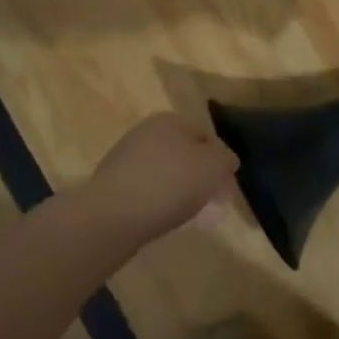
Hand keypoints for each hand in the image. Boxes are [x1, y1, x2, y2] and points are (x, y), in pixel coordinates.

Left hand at [87, 113, 239, 241]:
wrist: (114, 215)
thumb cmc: (171, 183)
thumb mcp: (215, 167)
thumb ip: (226, 159)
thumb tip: (225, 160)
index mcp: (170, 120)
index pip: (206, 136)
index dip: (219, 161)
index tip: (224, 186)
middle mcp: (145, 131)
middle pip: (184, 154)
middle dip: (198, 176)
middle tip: (210, 201)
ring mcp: (125, 157)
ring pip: (165, 172)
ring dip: (178, 189)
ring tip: (188, 214)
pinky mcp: (112, 183)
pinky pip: (146, 190)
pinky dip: (158, 202)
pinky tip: (163, 218)